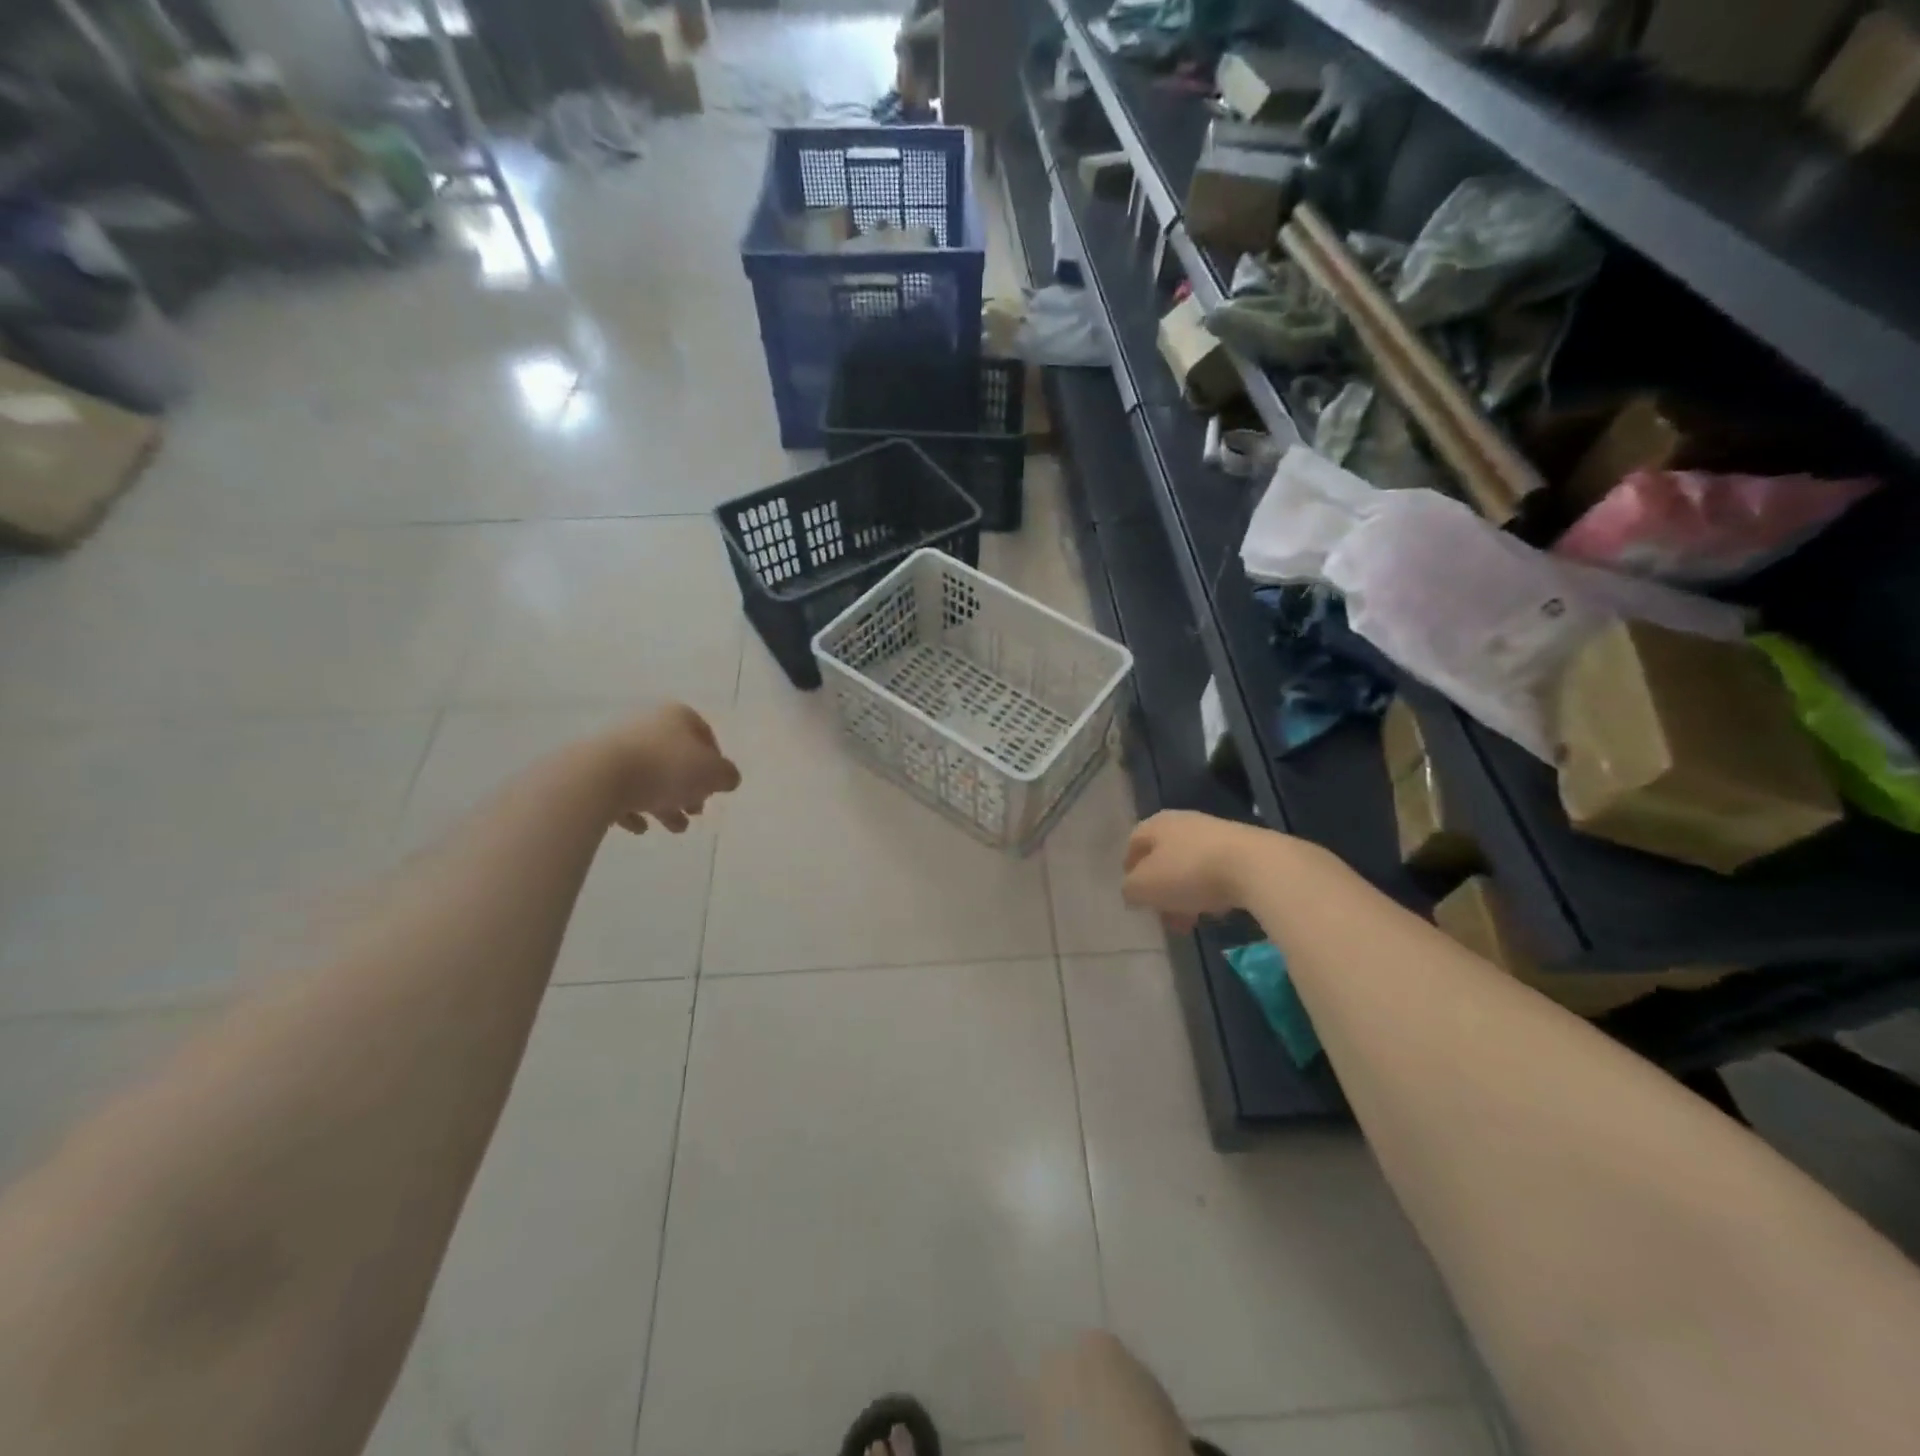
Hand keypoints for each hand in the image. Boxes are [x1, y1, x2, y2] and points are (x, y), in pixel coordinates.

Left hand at [601, 704, 740, 835]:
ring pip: (650, 777)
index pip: (705, 735)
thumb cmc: (666, 769)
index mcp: (677, 717)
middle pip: (676, 758)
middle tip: (696, 811)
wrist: (599, 778)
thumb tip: (727, 778)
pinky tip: (640, 827)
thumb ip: (727, 775)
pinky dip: (633, 809)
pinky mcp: (596, 771)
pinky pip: (621, 791)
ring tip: (675, 828)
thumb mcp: (713, 773)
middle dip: (689, 788)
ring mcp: (618, 747)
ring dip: (665, 803)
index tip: (716, 787)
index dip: (716, 762)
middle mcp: (648, 726)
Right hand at [1121, 810, 1275, 930]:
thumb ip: (1130, 890)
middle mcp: (1184, 822)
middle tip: (1163, 916)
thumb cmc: (1189, 872)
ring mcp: (1216, 833)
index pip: (1134, 843)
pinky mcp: (1244, 849)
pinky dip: (1211, 891)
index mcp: (1157, 824)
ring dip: (1185, 894)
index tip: (1134, 895)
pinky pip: (1217, 872)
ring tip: (1191, 921)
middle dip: (1161, 889)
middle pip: (1163, 858)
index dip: (1130, 869)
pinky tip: (1216, 911)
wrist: (1256, 866)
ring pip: (1190, 867)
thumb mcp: (1144, 887)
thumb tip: (1132, 891)